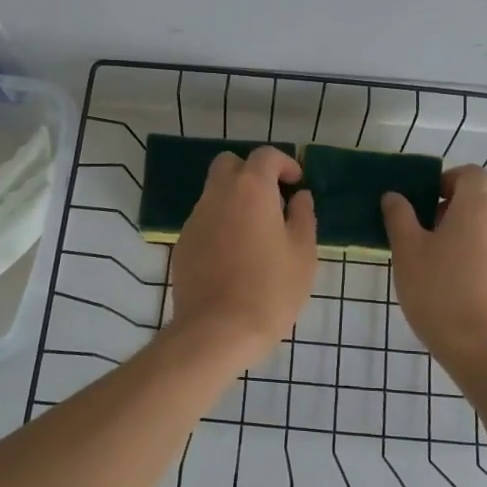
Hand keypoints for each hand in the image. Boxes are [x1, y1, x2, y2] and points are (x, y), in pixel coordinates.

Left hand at [168, 147, 317, 367]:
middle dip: (251, 173)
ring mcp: (195, 219)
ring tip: (256, 234)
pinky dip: (221, 225)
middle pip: (229, 164)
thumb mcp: (303, 253)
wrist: (217, 330)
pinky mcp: (183, 244)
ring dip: (235, 200)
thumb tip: (299, 197)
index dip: (284, 163)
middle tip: (272, 200)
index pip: (265, 156)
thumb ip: (303, 216)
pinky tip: (235, 257)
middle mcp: (218, 195)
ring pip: (214, 194)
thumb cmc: (270, 289)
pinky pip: (205, 221)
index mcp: (251, 189)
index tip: (296, 183)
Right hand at [383, 165, 486, 372]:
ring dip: (470, 228)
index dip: (448, 179)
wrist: (485, 350)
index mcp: (477, 207)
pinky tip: (458, 280)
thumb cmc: (440, 293)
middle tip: (430, 225)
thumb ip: (399, 218)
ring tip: (440, 256)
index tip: (426, 200)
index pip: (472, 173)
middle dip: (460, 202)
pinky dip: (481, 251)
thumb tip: (394, 196)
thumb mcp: (408, 253)